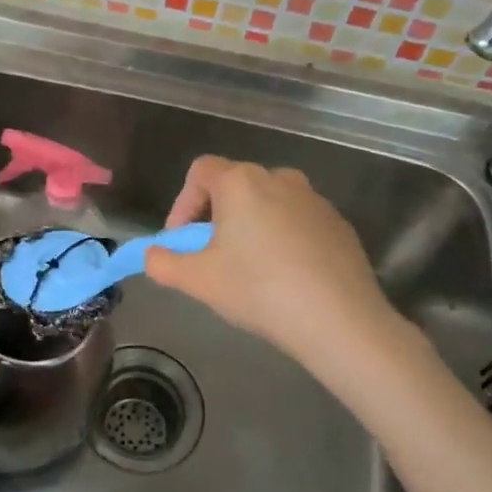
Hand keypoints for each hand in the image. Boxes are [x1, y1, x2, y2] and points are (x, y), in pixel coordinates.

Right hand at [144, 156, 416, 374]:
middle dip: (214, 216)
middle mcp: (278, 178)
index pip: (200, 171)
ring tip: (248, 267)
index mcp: (241, 182)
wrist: (339, 319)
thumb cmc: (259, 290)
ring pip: (268, 202)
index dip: (182, 203)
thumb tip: (152, 255)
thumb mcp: (198, 281)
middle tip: (211, 256)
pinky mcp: (338, 223)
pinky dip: (282, 238)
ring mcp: (313, 199)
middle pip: (234, 185)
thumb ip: (163, 263)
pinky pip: (297, 221)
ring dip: (250, 225)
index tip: (181, 241)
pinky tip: (285, 276)